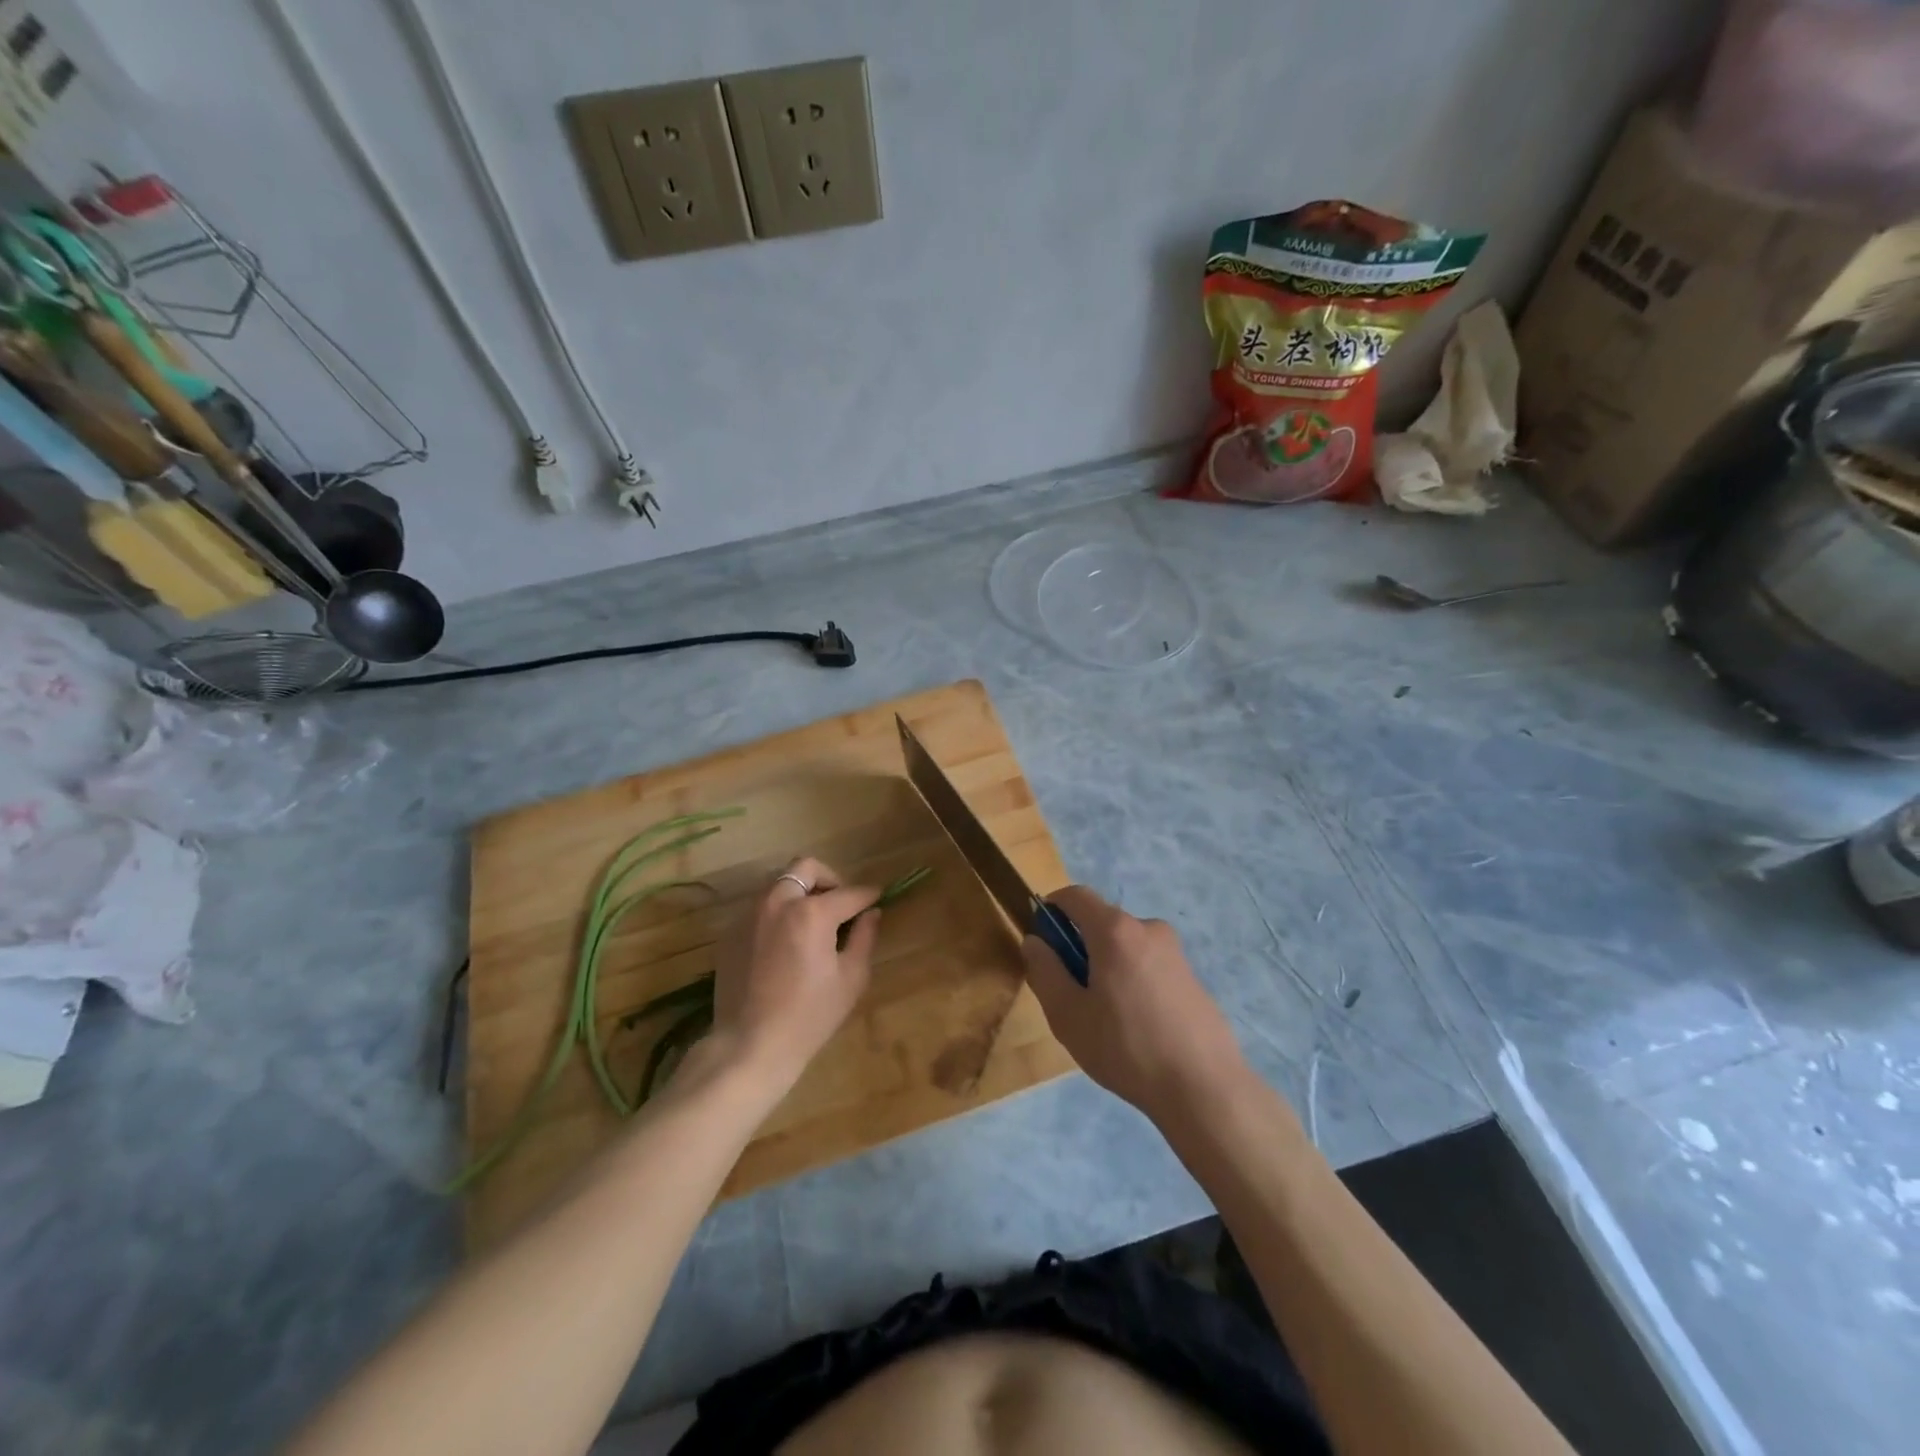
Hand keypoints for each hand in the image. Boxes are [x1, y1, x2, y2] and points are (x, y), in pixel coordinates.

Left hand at [711, 856, 881, 1089]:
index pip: (848, 892)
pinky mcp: (731, 932)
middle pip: (806, 868)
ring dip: (800, 892)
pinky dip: (778, 912)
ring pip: (779, 883)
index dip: (868, 894)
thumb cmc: (809, 1016)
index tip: (877, 897)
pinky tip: (784, 943)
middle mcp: (778, 902)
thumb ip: (864, 938)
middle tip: (839, 904)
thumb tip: (871, 913)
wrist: (749, 1045)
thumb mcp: (850, 979)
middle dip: (829, 878)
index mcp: (812, 912)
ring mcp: (749, 915)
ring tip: (811, 922)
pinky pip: (759, 907)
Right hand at [1021, 885, 1246, 1123]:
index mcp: (1115, 930)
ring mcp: (1175, 952)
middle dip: (1079, 947)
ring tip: (1105, 1019)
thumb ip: (1045, 971)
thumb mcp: (1068, 1015)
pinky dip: (1132, 981)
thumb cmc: (1126, 1048)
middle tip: (1071, 995)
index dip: (1051, 909)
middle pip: (1101, 922)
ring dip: (1106, 967)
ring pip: (1125, 946)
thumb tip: (1035, 941)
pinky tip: (1137, 1027)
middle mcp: (1148, 928)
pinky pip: (1148, 965)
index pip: (1075, 895)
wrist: (1205, 1088)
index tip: (1042, 942)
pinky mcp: (1192, 976)